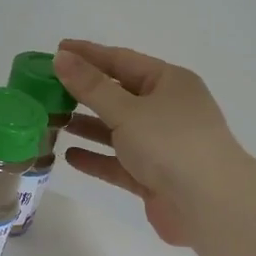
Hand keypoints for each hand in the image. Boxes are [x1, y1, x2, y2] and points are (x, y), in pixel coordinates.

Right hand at [54, 41, 247, 246]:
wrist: (209, 204)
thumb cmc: (170, 144)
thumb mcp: (126, 110)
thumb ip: (91, 86)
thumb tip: (61, 58)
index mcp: (169, 83)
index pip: (122, 60)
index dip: (89, 55)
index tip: (57, 50)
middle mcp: (167, 110)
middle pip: (118, 95)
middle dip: (84, 92)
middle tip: (46, 88)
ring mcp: (161, 145)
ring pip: (117, 130)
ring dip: (87, 125)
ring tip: (52, 120)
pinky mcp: (153, 176)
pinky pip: (119, 162)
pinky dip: (96, 157)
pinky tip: (69, 155)